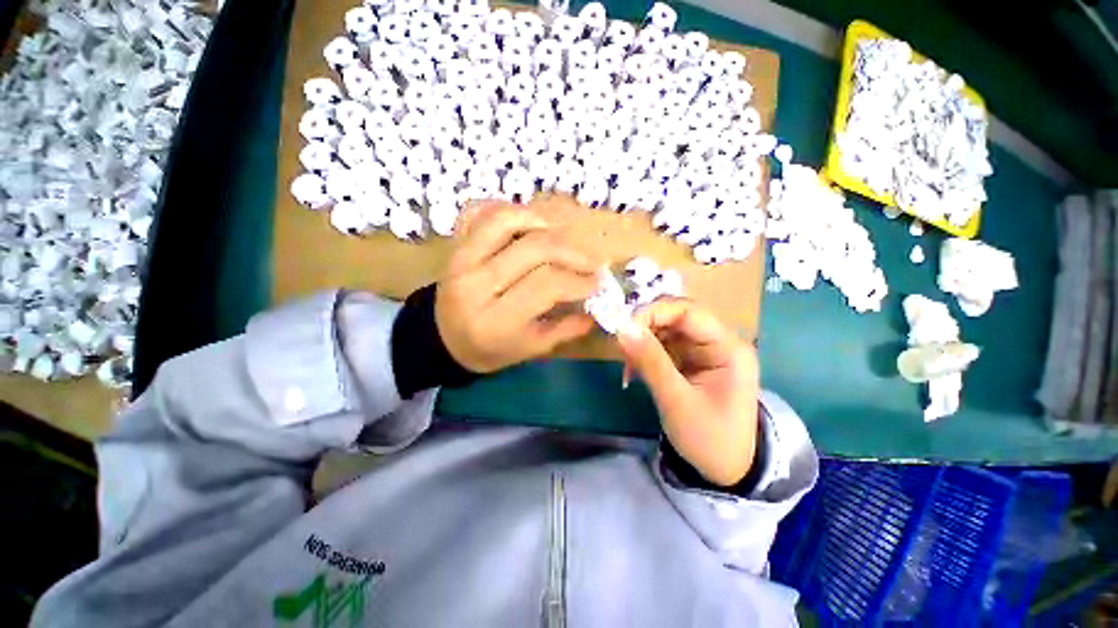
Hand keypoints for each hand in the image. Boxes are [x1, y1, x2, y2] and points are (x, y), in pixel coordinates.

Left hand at [436, 201, 599, 372]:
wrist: (444, 338)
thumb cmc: (490, 349)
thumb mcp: (529, 350)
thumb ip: (565, 330)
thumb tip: (596, 311)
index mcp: (496, 320)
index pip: (545, 285)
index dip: (578, 280)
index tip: (598, 283)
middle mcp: (475, 284)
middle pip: (533, 248)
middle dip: (571, 252)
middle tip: (590, 262)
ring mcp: (461, 259)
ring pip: (506, 220)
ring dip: (542, 221)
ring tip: (563, 237)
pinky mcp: (455, 244)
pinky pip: (481, 212)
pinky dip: (508, 209)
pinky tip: (528, 224)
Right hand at [617, 299, 759, 486]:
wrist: (726, 471)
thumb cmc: (708, 439)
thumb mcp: (676, 401)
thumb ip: (650, 361)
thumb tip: (622, 327)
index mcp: (728, 348)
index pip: (687, 310)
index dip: (653, 312)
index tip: (624, 328)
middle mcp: (718, 342)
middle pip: (675, 317)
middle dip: (645, 328)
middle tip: (622, 348)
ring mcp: (704, 351)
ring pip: (666, 330)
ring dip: (642, 342)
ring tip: (628, 366)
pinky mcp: (691, 361)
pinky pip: (664, 346)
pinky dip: (646, 354)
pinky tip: (635, 371)